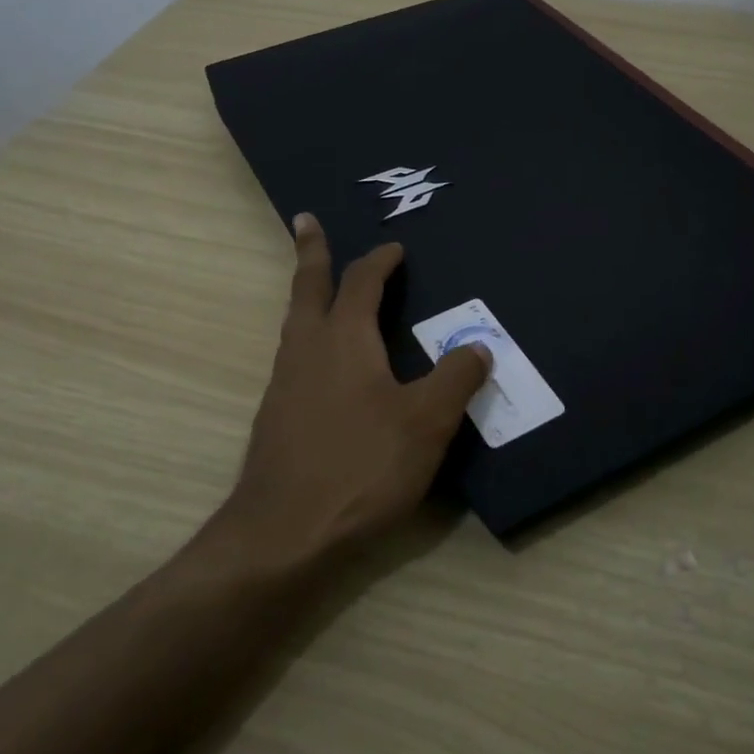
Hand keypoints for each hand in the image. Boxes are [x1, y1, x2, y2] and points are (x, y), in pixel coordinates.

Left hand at [214, 213, 491, 562]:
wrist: (284, 533)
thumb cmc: (360, 466)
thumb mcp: (425, 423)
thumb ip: (455, 379)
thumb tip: (477, 345)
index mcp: (343, 339)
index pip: (362, 283)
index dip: (380, 261)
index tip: (394, 248)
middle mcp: (307, 349)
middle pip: (307, 287)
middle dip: (311, 251)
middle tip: (305, 220)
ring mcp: (284, 383)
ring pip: (295, 322)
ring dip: (307, 294)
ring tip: (317, 286)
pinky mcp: (276, 416)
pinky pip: (295, 356)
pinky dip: (308, 336)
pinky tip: (323, 364)